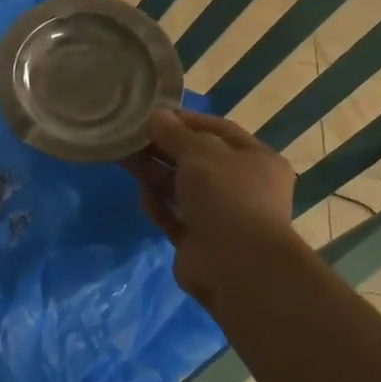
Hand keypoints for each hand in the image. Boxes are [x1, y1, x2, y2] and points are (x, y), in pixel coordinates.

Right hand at [125, 107, 298, 310]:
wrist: (236, 265)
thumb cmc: (226, 195)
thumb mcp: (199, 152)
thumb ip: (175, 133)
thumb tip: (157, 117)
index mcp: (256, 160)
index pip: (219, 130)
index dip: (186, 120)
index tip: (154, 115)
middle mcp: (242, 186)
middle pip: (196, 159)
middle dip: (163, 148)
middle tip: (131, 137)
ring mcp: (221, 216)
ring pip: (182, 188)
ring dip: (155, 174)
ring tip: (124, 160)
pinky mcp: (199, 240)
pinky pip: (174, 216)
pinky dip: (159, 206)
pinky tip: (143, 197)